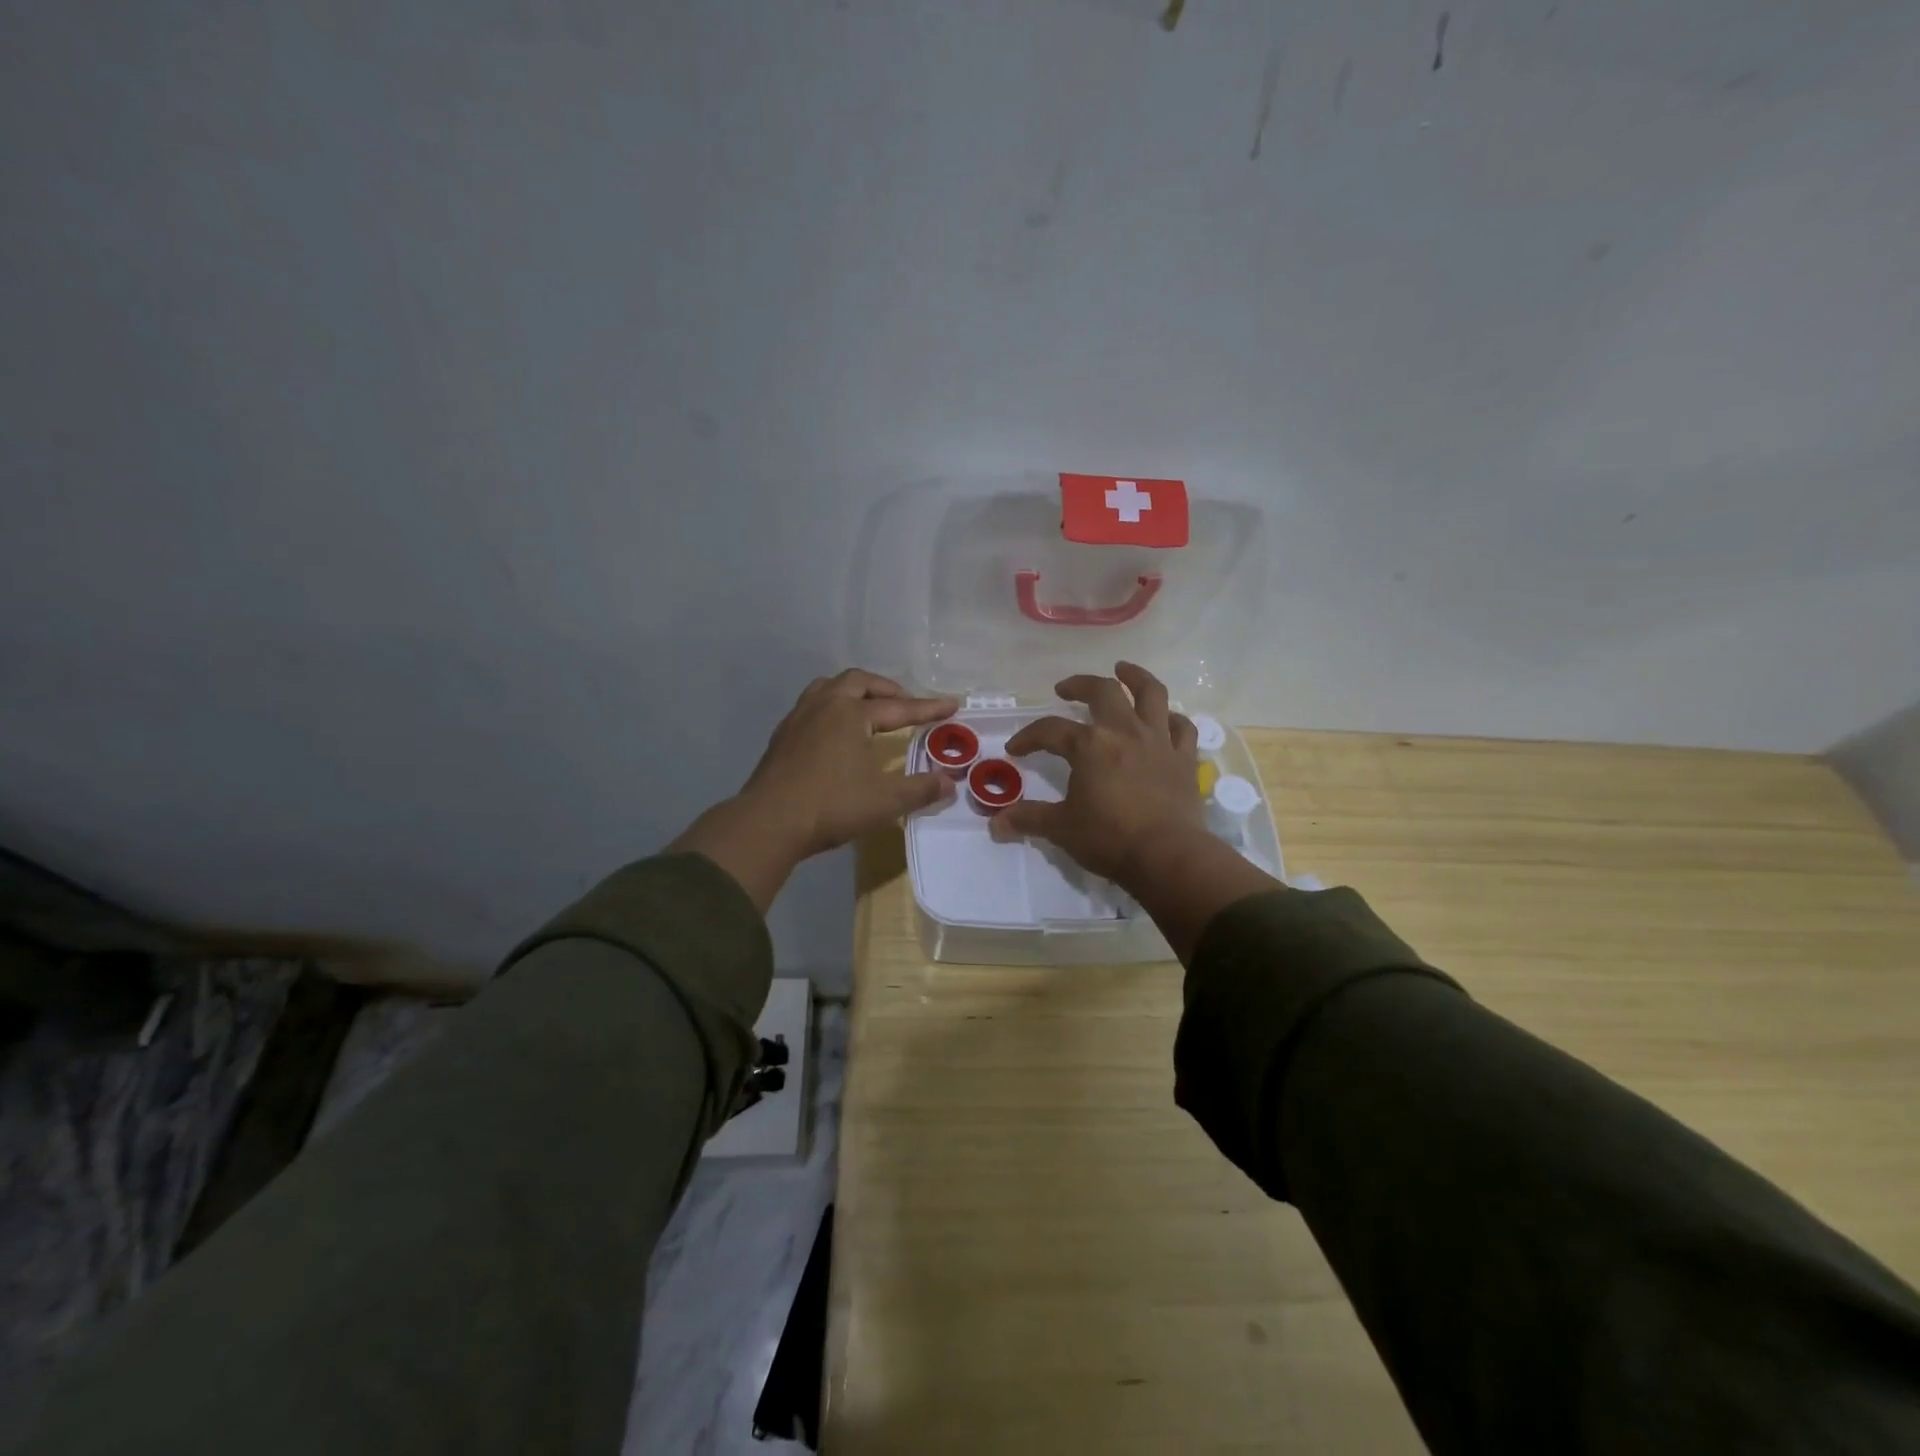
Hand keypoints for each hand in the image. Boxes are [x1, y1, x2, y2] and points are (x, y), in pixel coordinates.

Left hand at [672, 670, 957, 910]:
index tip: (952, 704)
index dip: (928, 708)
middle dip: (886, 689)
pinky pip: (812, 706)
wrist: (769, 822)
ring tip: (869, 707)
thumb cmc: (831, 806)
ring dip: (854, 691)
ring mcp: (798, 718)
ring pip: (829, 687)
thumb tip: (949, 783)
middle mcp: (825, 706)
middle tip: (905, 704)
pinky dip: (832, 707)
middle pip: (859, 682)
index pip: (899, 707)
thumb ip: (920, 790)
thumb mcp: (885, 802)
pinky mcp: (782, 736)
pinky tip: (835, 731)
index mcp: (852, 714)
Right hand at [991, 662, 1280, 959]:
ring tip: (1124, 670)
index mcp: (1089, 745)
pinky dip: (1172, 718)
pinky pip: (1182, 727)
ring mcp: (1158, 741)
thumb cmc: (1109, 839)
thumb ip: (1029, 819)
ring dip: (1136, 677)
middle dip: (1080, 685)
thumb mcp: (1061, 828)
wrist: (1167, 856)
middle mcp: (1124, 731)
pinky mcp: (1183, 758)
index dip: (1028, 737)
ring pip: (1151, 694)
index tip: (1015, 749)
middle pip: (1103, 691)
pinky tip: (1165, 718)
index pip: (1050, 730)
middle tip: (1065, 689)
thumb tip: (995, 823)